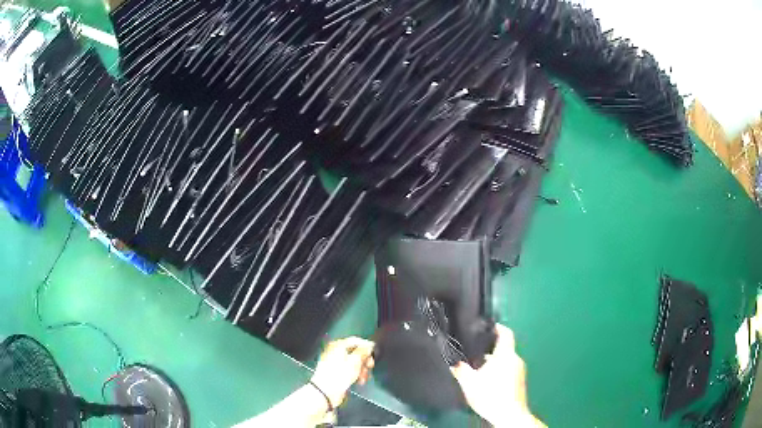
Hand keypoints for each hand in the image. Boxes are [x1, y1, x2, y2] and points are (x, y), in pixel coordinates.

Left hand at [311, 337, 374, 408]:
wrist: (326, 391)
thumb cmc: (340, 374)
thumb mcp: (354, 361)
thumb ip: (363, 351)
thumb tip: (369, 345)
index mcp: (338, 346)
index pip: (355, 341)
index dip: (366, 346)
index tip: (374, 352)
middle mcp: (335, 352)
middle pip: (355, 352)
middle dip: (365, 360)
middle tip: (370, 367)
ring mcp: (335, 363)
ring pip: (354, 363)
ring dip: (362, 369)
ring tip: (364, 377)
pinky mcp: (336, 373)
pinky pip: (349, 370)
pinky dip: (356, 374)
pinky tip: (360, 381)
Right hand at [451, 324, 545, 427]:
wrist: (509, 415)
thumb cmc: (490, 395)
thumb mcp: (469, 383)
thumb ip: (461, 370)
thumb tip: (454, 362)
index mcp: (506, 354)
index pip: (505, 333)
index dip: (496, 327)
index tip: (485, 328)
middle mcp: (516, 359)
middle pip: (503, 348)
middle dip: (489, 350)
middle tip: (473, 354)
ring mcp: (520, 371)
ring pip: (505, 361)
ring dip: (493, 363)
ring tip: (477, 369)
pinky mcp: (520, 382)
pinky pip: (509, 370)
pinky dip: (499, 372)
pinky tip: (487, 382)